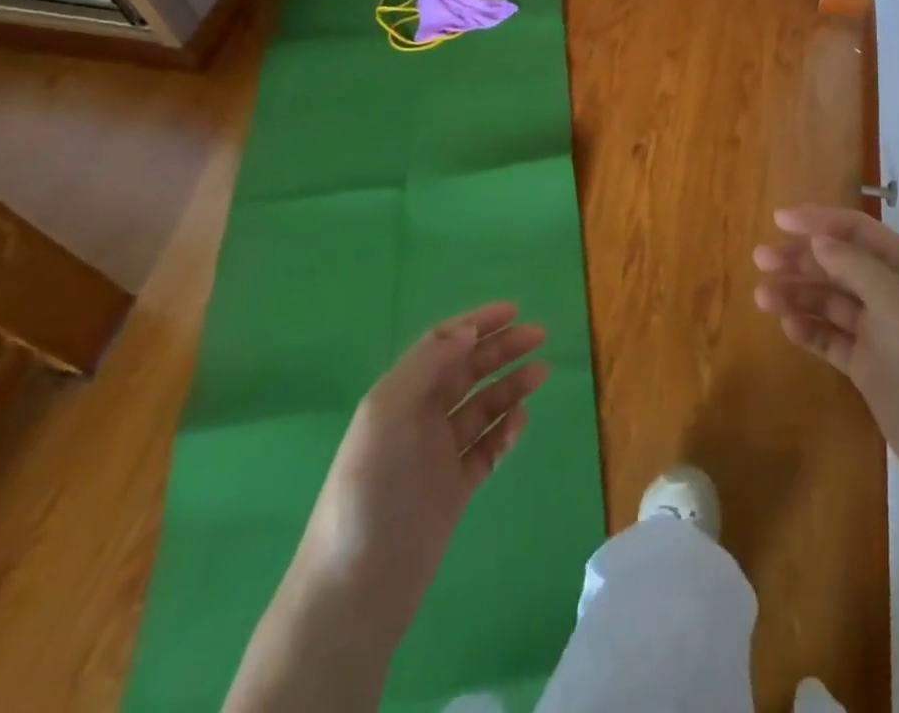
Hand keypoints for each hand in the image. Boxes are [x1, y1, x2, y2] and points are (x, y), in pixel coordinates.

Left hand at [297, 303, 549, 630]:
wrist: (357, 587)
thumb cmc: (369, 489)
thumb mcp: (387, 414)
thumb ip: (427, 366)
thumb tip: (468, 332)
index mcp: (399, 396)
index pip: (442, 345)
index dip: (476, 324)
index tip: (513, 311)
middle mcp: (419, 419)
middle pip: (467, 371)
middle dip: (501, 349)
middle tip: (538, 335)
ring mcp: (438, 455)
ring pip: (482, 407)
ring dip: (511, 386)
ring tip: (541, 372)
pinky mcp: (454, 490)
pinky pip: (486, 449)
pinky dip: (505, 431)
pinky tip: (520, 421)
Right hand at [754, 206, 898, 508]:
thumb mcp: (898, 304)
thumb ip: (856, 266)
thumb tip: (818, 239)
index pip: (857, 232)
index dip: (819, 221)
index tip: (778, 219)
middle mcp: (891, 294)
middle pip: (838, 264)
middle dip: (800, 259)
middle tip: (760, 259)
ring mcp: (878, 331)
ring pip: (830, 302)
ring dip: (798, 294)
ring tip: (762, 297)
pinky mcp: (867, 366)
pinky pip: (831, 338)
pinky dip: (809, 329)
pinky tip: (787, 326)